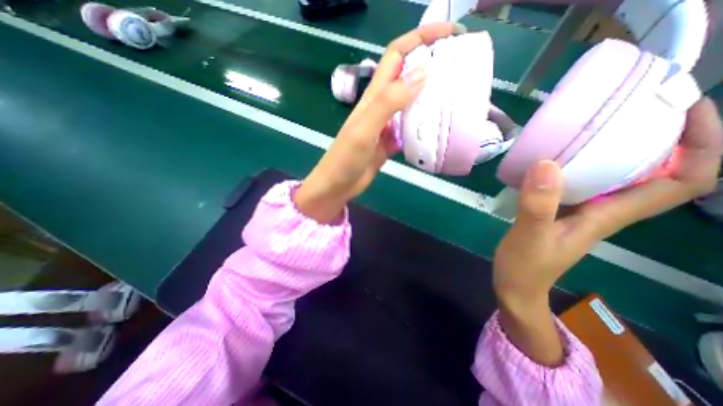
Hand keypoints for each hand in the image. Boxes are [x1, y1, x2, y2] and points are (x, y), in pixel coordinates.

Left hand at [295, 22, 460, 223]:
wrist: (339, 185)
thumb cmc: (346, 159)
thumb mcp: (364, 129)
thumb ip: (388, 103)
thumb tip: (422, 73)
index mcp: (374, 96)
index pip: (396, 55)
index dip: (420, 38)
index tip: (450, 34)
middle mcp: (382, 106)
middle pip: (408, 76)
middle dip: (432, 64)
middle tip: (461, 66)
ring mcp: (387, 125)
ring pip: (412, 102)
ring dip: (432, 95)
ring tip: (458, 94)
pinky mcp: (391, 142)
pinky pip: (411, 127)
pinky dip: (425, 124)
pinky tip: (440, 126)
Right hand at [495, 96, 719, 364]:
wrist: (516, 286)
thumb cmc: (526, 266)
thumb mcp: (530, 236)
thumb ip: (538, 204)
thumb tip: (546, 163)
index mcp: (607, 217)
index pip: (681, 182)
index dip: (700, 145)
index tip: (684, 109)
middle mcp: (603, 211)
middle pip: (656, 172)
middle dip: (663, 136)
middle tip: (636, 105)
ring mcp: (579, 211)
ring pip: (616, 175)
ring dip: (618, 147)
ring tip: (596, 123)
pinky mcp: (557, 211)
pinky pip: (581, 182)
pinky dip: (579, 164)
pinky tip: (557, 156)